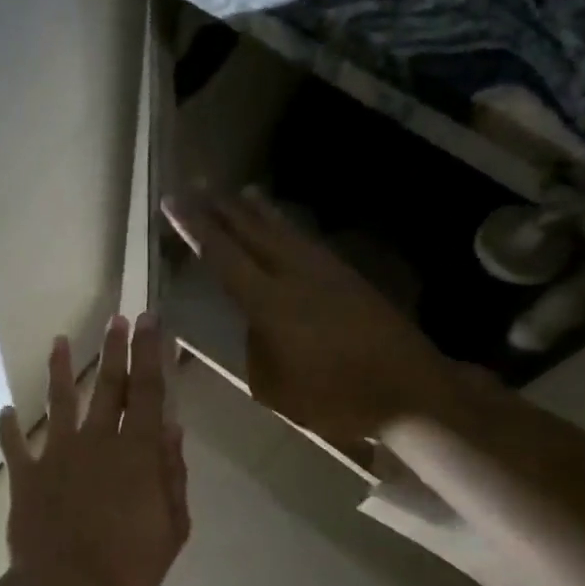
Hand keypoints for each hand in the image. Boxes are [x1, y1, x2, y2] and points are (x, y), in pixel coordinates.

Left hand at [0, 316, 190, 585]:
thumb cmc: (127, 568)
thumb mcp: (171, 530)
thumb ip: (173, 477)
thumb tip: (175, 430)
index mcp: (136, 454)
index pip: (149, 392)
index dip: (151, 353)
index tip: (152, 320)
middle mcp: (97, 442)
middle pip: (108, 386)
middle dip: (116, 350)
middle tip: (118, 319)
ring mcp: (56, 455)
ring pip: (60, 402)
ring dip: (59, 370)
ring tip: (59, 342)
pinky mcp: (26, 475)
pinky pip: (15, 446)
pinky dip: (10, 428)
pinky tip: (7, 410)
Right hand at [163, 190, 458, 444]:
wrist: (411, 394)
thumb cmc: (334, 399)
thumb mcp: (275, 388)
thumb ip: (256, 350)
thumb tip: (255, 328)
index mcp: (270, 303)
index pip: (223, 257)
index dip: (195, 228)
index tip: (173, 202)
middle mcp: (296, 276)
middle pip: (253, 233)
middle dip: (222, 209)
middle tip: (198, 185)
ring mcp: (327, 273)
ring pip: (285, 232)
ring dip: (259, 212)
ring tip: (241, 193)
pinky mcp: (350, 279)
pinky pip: (308, 243)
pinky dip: (289, 228)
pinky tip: (286, 228)